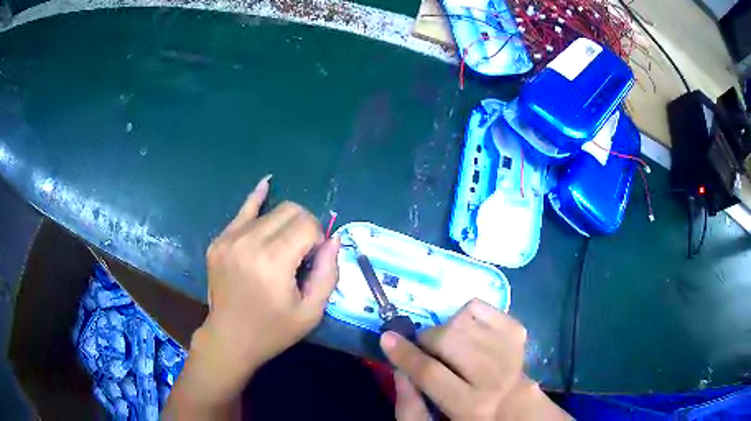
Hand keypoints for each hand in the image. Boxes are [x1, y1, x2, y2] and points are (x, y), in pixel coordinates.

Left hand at [167, 176, 339, 413]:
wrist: (230, 338)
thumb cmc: (273, 330)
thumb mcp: (311, 312)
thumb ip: (328, 273)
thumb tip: (333, 239)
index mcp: (272, 262)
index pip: (307, 225)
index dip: (318, 239)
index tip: (312, 261)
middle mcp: (248, 242)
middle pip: (290, 210)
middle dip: (304, 226)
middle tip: (301, 253)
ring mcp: (229, 238)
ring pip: (271, 210)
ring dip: (284, 224)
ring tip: (282, 248)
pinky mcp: (219, 240)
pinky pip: (242, 210)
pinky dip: (257, 198)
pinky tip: (266, 184)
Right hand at [381, 299, 570, 420]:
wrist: (515, 405)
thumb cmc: (468, 417)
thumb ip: (409, 403)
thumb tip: (398, 366)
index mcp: (471, 405)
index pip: (431, 373)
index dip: (405, 354)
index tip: (387, 338)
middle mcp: (493, 376)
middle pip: (449, 339)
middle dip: (427, 339)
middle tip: (425, 349)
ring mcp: (509, 349)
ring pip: (463, 320)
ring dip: (445, 329)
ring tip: (447, 345)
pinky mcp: (516, 331)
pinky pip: (480, 307)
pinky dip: (465, 314)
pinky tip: (467, 334)